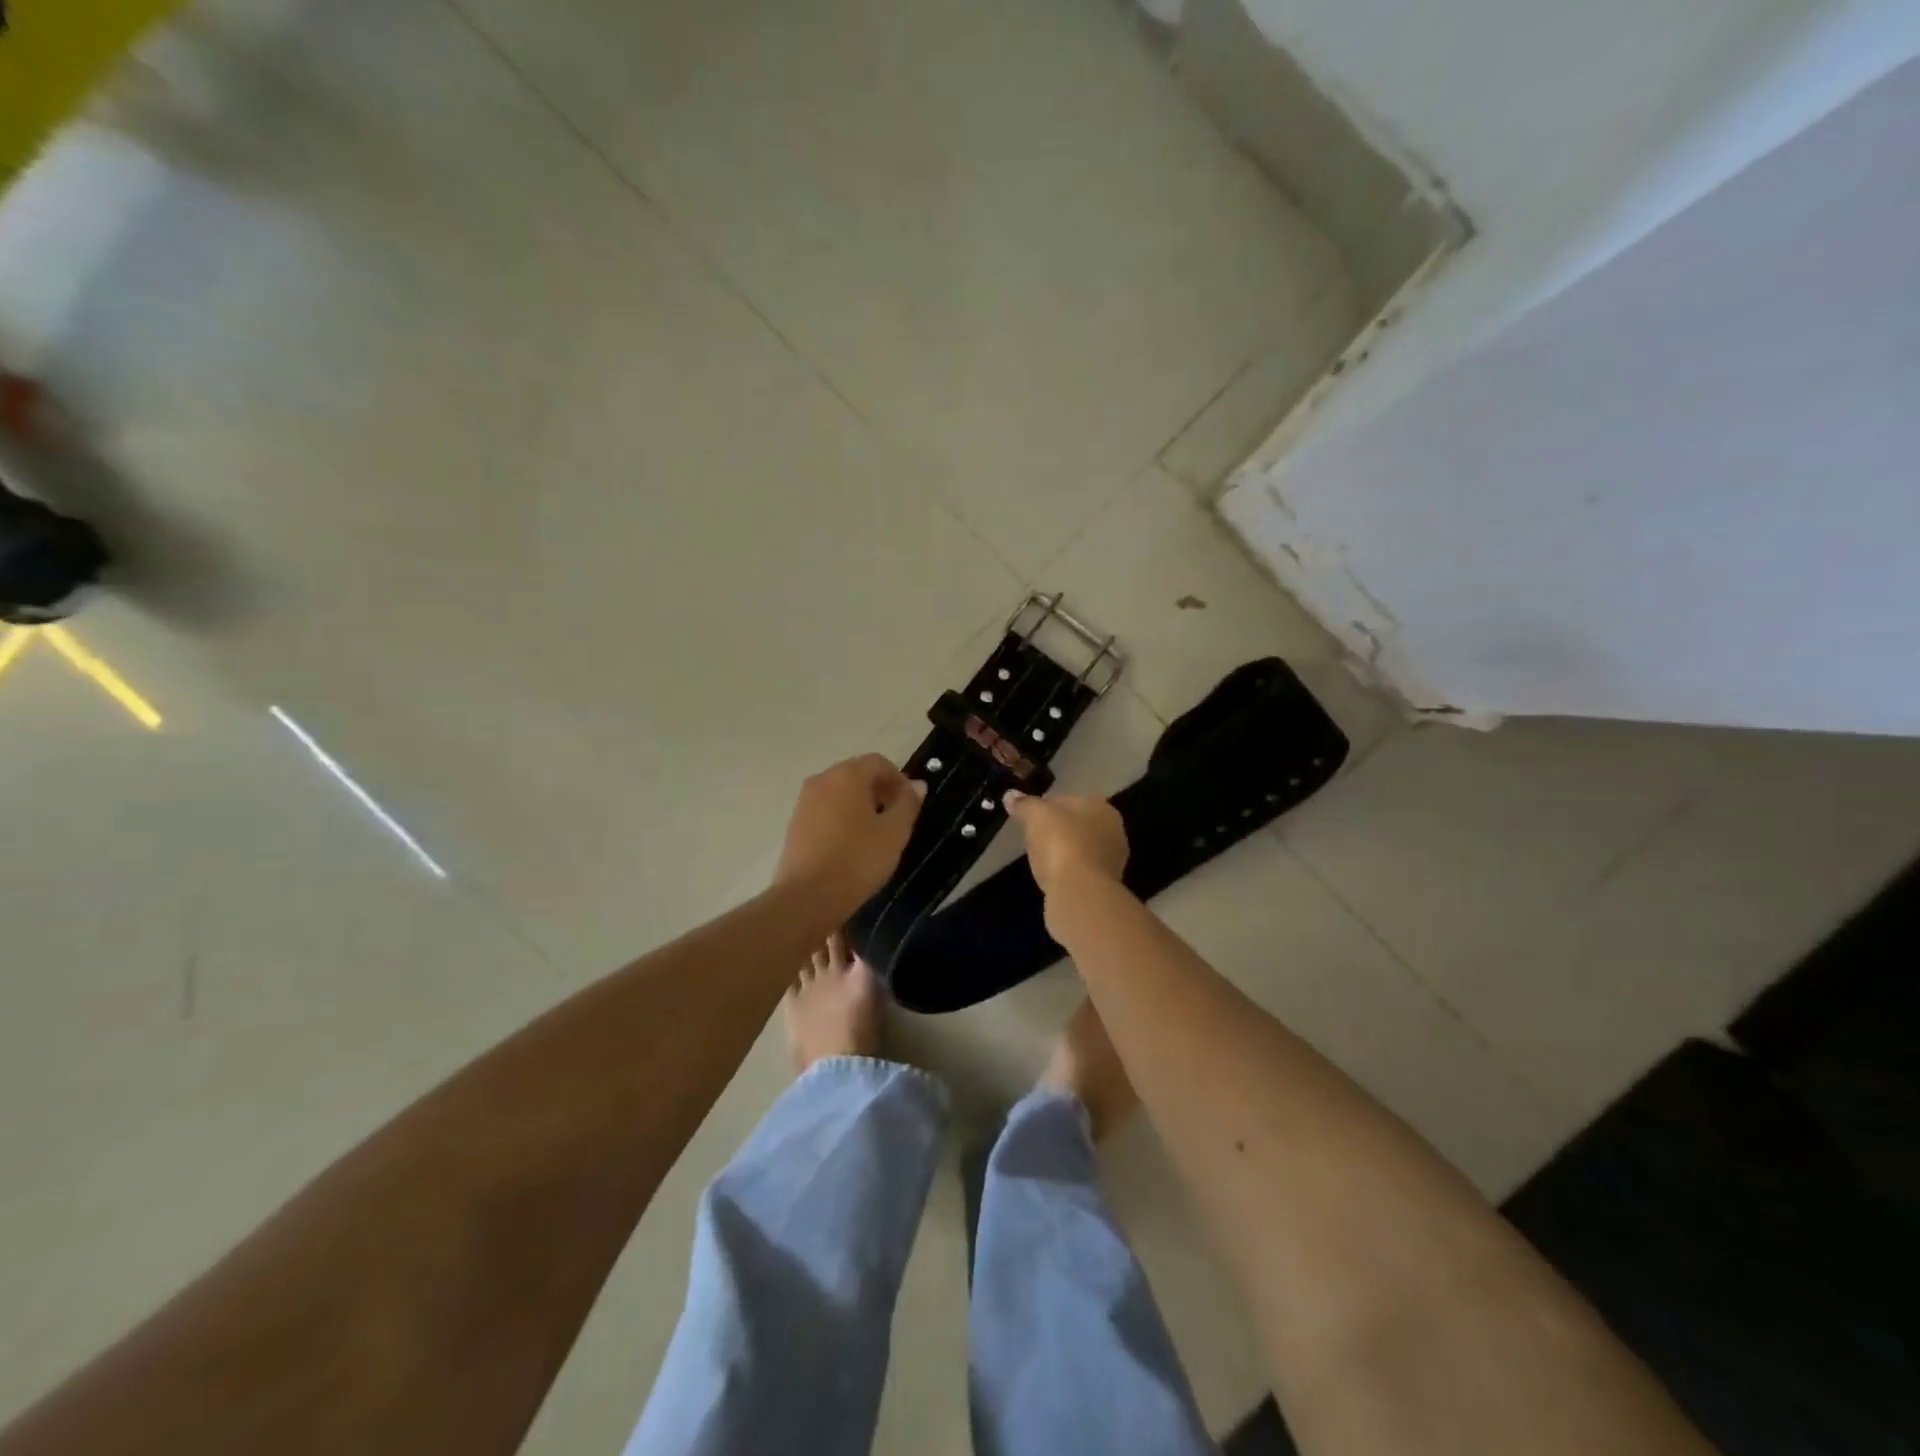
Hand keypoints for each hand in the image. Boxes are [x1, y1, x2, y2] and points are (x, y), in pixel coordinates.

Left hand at [775, 754, 925, 910]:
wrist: (808, 897)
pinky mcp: (795, 823)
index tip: (910, 804)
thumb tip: (916, 784)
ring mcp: (804, 801)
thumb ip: (908, 803)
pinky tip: (851, 843)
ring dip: (860, 803)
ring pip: (840, 792)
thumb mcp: (894, 832)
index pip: (878, 762)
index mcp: (847, 775)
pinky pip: (825, 809)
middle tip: (896, 817)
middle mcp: (822, 779)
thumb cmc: (858, 860)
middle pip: (857, 774)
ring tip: (875, 832)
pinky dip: (842, 816)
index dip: (899, 779)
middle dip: (880, 790)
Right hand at [1003, 791, 1127, 898]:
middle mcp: (1114, 832)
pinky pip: (1080, 872)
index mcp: (1102, 808)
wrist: (1079, 892)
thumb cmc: (1061, 843)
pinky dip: (1067, 873)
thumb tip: (1011, 795)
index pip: (1071, 801)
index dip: (1048, 807)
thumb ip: (1024, 804)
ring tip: (1041, 860)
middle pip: (1078, 826)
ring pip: (1081, 850)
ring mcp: (1112, 862)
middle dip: (1058, 831)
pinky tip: (1052, 878)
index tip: (1030, 818)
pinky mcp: (1105, 887)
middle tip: (1034, 838)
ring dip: (1064, 853)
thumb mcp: (1035, 815)